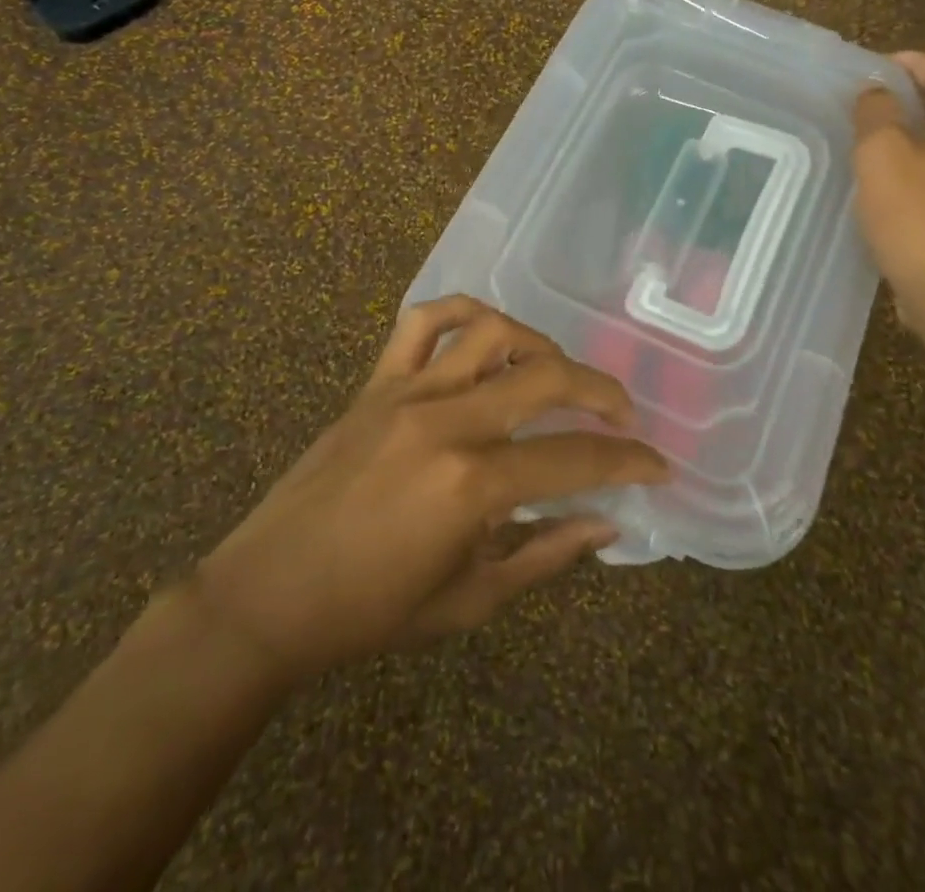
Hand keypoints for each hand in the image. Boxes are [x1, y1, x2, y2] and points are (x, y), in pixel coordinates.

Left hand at [195, 297, 669, 688]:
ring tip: (557, 373)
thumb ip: (546, 553)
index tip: (657, 465)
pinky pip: (422, 322)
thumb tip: (608, 522)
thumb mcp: (470, 600)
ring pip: (492, 333)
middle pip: (547, 377)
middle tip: (621, 413)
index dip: (627, 461)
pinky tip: (485, 332)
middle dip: (601, 392)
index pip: (574, 460)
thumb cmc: (369, 612)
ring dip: (539, 345)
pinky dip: (461, 312)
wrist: (267, 595)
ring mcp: (408, 393)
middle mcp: (447, 422)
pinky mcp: (376, 382)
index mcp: (472, 486)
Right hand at [852, 52, 924, 333]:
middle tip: (868, 102)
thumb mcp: (881, 152)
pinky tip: (895, 180)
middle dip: (912, 99)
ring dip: (918, 134)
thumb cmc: (916, 215)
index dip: (908, 64)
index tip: (872, 66)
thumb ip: (876, 111)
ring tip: (876, 139)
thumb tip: (877, 93)